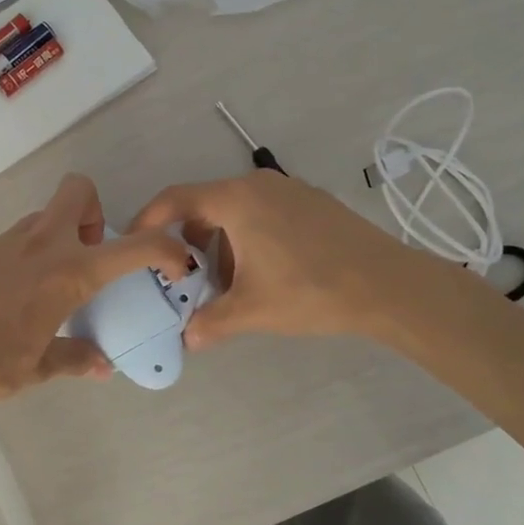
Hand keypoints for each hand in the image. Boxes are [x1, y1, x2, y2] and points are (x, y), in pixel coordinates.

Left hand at [0, 174, 190, 426]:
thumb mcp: (36, 368)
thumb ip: (74, 358)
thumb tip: (102, 366)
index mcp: (67, 273)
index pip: (133, 247)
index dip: (166, 248)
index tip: (178, 262)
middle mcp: (40, 245)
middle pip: (78, 191)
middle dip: (96, 212)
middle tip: (91, 256)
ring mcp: (6, 243)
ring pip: (46, 216)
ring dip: (63, 236)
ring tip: (56, 288)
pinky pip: (20, 238)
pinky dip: (33, 254)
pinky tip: (18, 300)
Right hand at [131, 172, 415, 349]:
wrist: (389, 285)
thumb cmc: (311, 290)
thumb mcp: (253, 310)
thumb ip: (211, 322)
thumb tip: (187, 339)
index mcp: (236, 200)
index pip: (175, 198)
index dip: (148, 219)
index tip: (135, 243)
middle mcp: (258, 185)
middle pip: (205, 205)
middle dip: (188, 240)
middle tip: (183, 276)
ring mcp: (288, 190)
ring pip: (235, 210)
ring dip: (221, 243)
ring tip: (227, 283)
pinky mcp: (311, 202)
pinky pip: (262, 212)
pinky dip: (248, 237)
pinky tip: (263, 273)